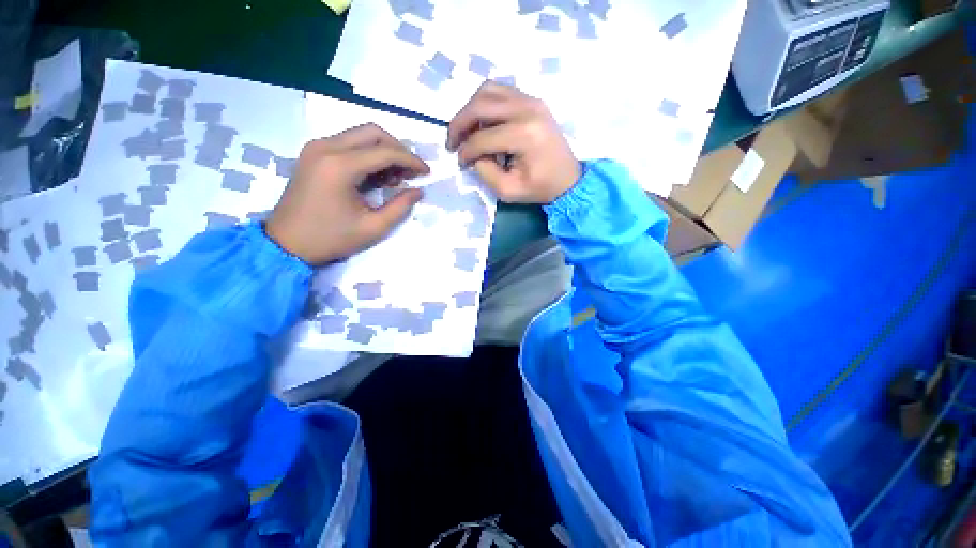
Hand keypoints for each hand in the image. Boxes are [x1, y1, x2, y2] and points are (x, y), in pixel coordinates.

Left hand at [265, 124, 429, 264]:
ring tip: (395, 177)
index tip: (427, 172)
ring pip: (360, 135)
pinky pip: (347, 143)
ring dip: (383, 151)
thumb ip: (400, 207)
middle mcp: (326, 147)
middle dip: (398, 149)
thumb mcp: (373, 228)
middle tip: (411, 171)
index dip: (411, 161)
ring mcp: (316, 148)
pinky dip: (367, 154)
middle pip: (372, 132)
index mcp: (340, 166)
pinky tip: (376, 175)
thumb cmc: (331, 238)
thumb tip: (418, 191)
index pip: (385, 152)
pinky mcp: (313, 154)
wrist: (285, 244)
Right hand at [447, 82, 579, 203]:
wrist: (568, 179)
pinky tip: (482, 123)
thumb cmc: (540, 188)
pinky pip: (500, 92)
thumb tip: (473, 154)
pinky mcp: (532, 100)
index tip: (461, 163)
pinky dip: (485, 104)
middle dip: (459, 124)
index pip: (481, 137)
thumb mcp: (508, 190)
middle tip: (452, 142)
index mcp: (523, 135)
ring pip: (487, 91)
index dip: (465, 151)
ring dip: (470, 110)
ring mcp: (531, 100)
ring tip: (466, 131)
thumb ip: (484, 172)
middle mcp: (527, 109)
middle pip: (480, 105)